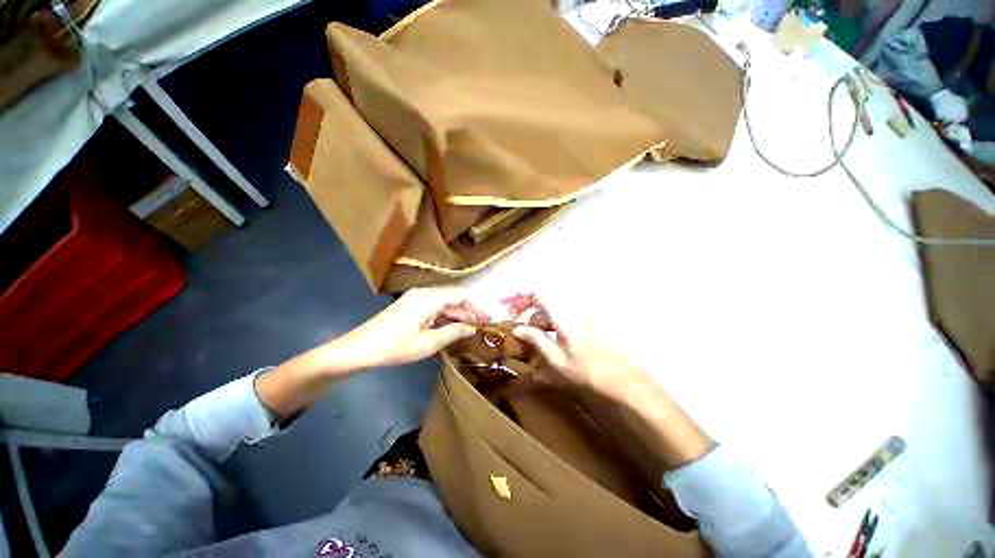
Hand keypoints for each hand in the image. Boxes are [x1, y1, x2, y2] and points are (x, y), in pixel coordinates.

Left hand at [328, 287, 487, 369]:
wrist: (359, 349)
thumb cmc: (395, 346)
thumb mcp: (428, 343)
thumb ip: (453, 332)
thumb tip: (472, 328)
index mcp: (430, 298)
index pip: (461, 295)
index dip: (476, 306)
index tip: (487, 319)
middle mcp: (424, 293)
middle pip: (453, 297)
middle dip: (467, 311)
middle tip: (480, 327)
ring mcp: (415, 299)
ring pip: (443, 303)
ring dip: (455, 315)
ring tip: (467, 330)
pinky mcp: (410, 306)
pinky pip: (433, 308)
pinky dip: (443, 317)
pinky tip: (449, 329)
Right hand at [502, 293, 650, 400]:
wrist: (621, 378)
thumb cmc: (588, 371)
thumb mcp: (557, 359)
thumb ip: (536, 340)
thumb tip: (517, 329)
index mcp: (563, 316)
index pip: (537, 293)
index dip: (518, 294)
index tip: (503, 302)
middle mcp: (570, 310)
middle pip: (541, 299)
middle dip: (523, 307)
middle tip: (510, 321)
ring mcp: (576, 316)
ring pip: (548, 309)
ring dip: (533, 318)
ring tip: (523, 336)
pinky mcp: (580, 322)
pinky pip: (557, 316)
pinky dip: (545, 323)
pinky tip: (540, 338)